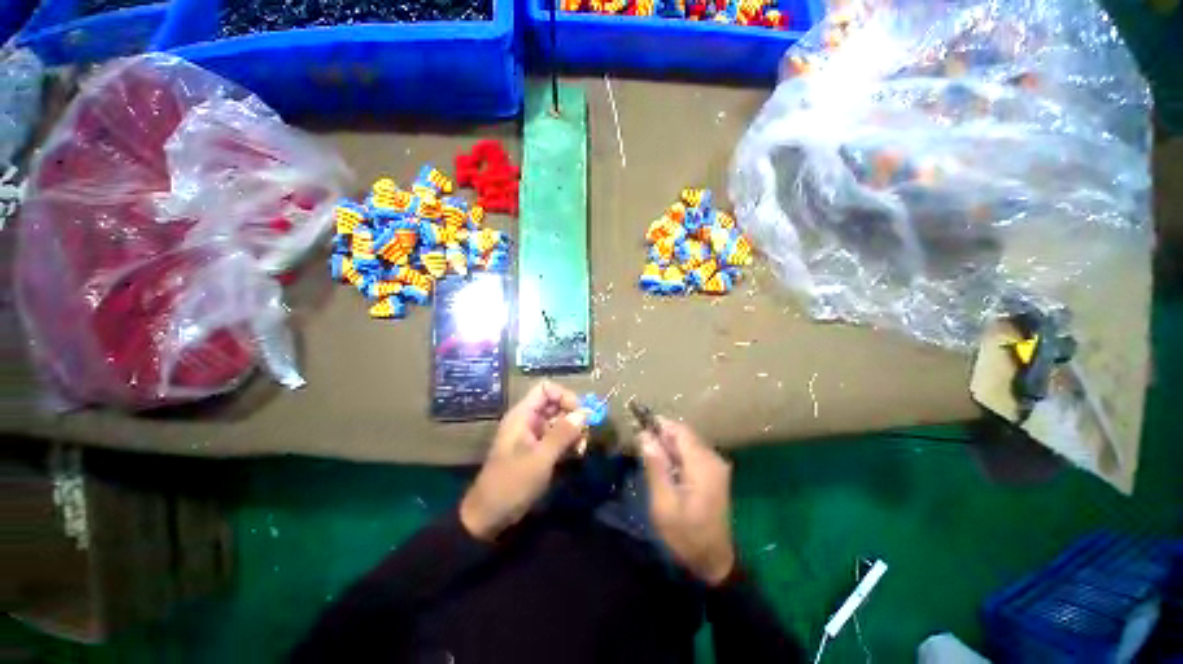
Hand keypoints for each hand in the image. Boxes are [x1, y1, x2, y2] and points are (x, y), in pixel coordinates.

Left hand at [460, 381, 586, 540]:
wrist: (489, 517)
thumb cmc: (512, 483)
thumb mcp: (540, 457)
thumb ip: (563, 434)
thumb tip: (585, 413)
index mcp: (523, 415)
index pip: (546, 389)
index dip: (564, 396)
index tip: (579, 412)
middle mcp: (528, 420)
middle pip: (555, 405)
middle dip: (573, 416)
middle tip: (586, 434)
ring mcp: (533, 436)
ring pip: (559, 422)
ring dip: (574, 431)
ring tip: (581, 448)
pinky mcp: (538, 451)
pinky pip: (557, 438)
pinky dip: (568, 443)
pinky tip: (576, 455)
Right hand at [640, 419, 735, 585]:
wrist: (714, 562)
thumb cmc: (686, 536)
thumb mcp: (664, 504)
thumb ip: (655, 467)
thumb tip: (644, 436)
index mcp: (702, 464)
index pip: (679, 430)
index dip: (659, 425)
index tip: (639, 429)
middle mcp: (713, 459)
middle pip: (684, 434)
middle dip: (661, 436)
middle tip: (641, 448)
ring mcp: (716, 466)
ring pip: (687, 443)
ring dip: (668, 446)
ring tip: (650, 459)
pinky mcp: (715, 474)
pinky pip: (692, 454)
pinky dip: (677, 455)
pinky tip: (666, 470)